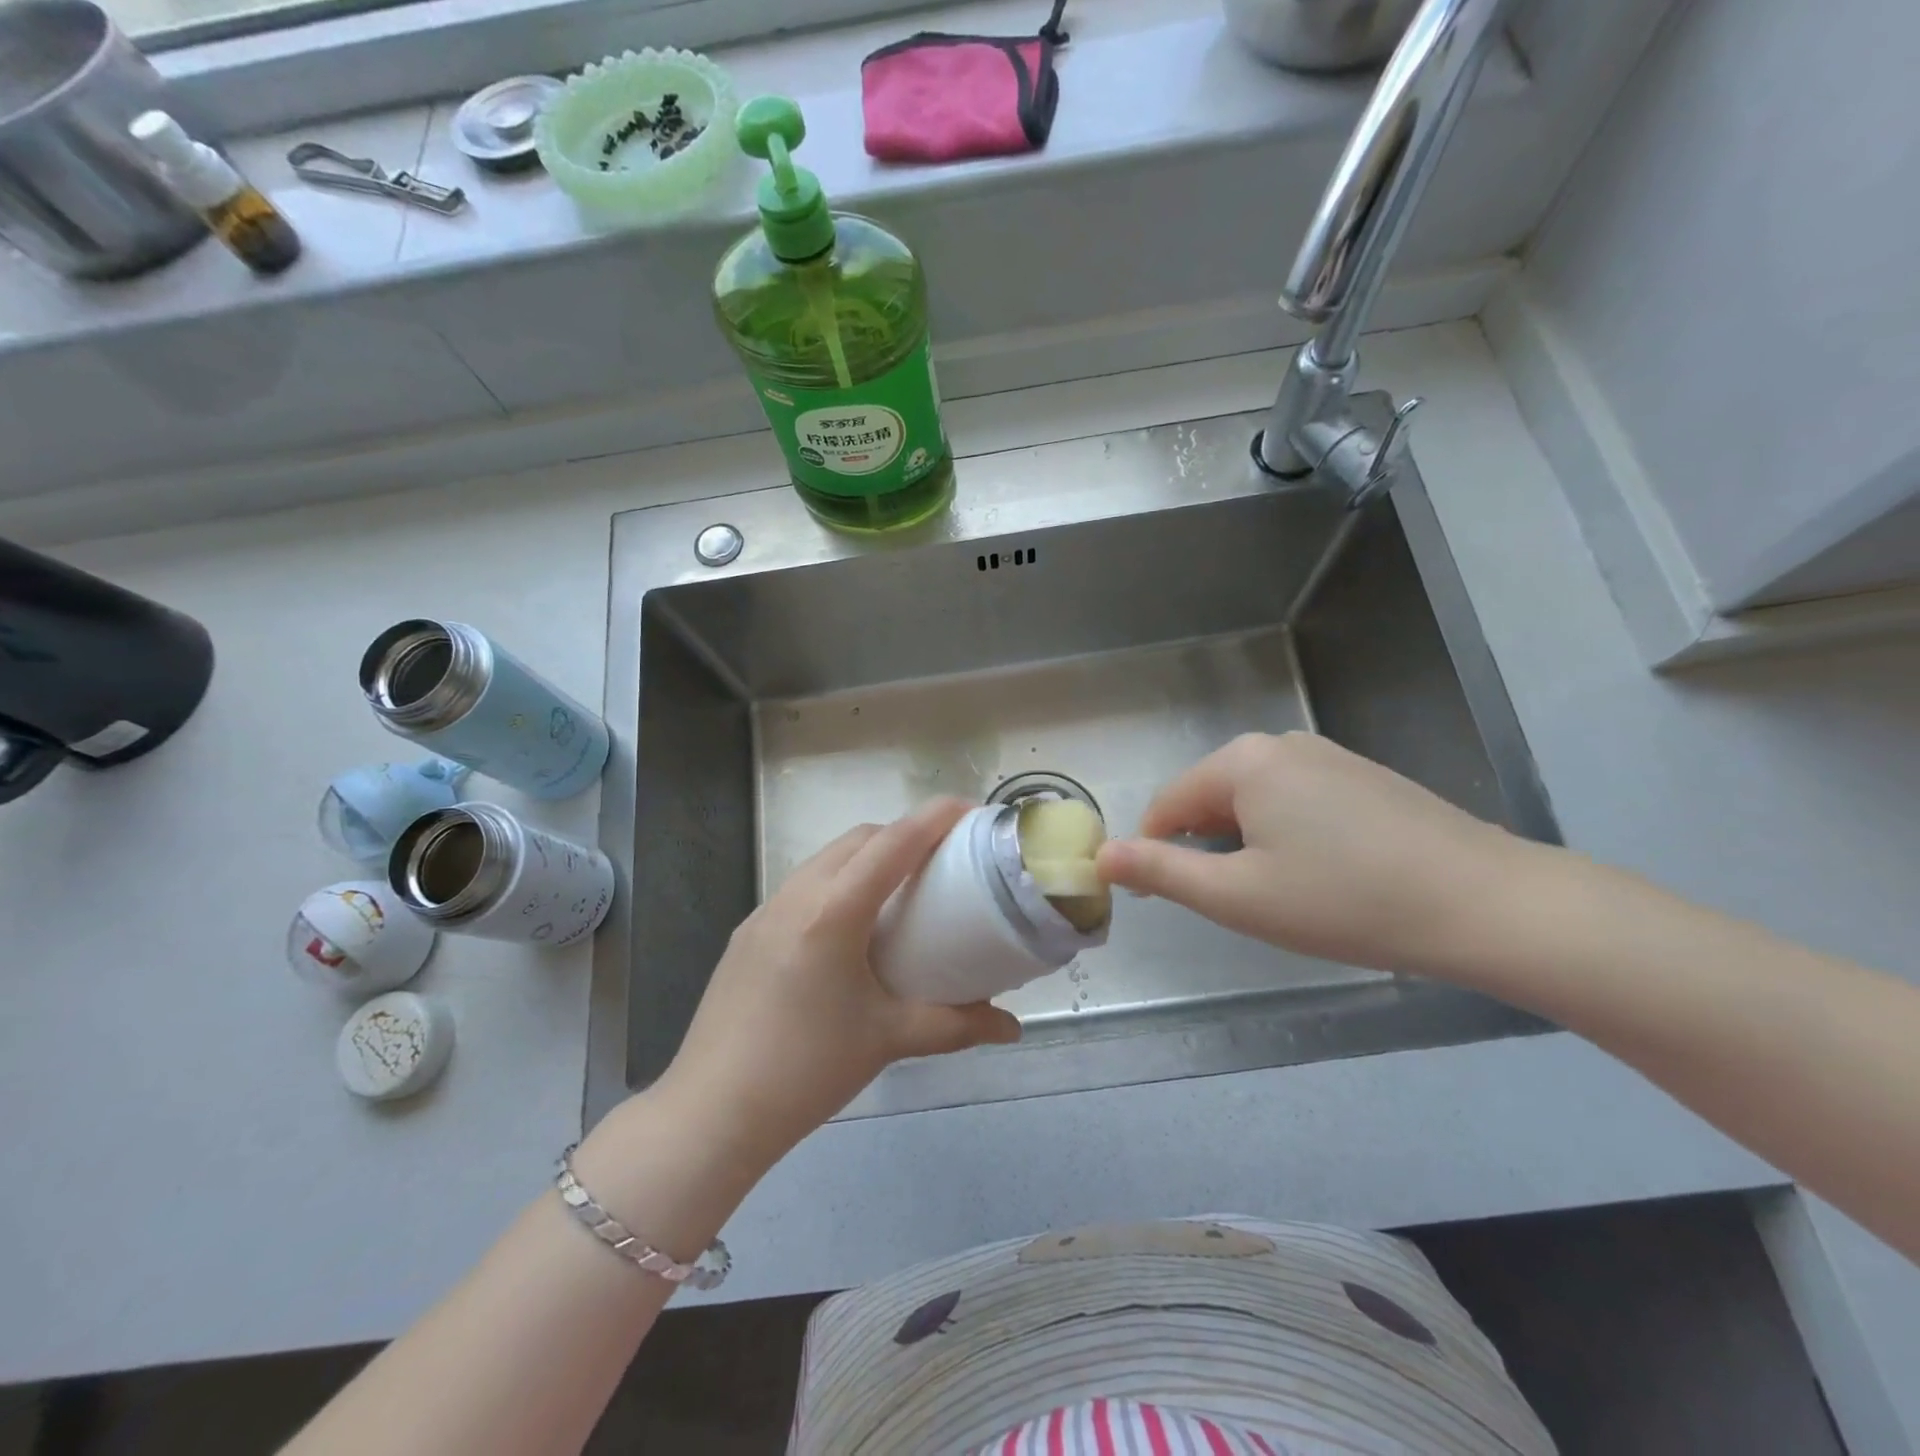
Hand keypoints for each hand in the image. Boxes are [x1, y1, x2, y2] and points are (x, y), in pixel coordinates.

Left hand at [655, 797, 1020, 1171]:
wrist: (712, 1113)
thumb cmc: (807, 1070)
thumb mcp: (888, 1040)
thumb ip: (956, 1026)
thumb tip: (1011, 1028)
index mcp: (833, 911)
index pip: (894, 843)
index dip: (935, 818)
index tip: (971, 810)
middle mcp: (796, 895)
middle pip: (859, 839)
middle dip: (904, 833)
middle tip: (943, 858)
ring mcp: (765, 911)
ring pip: (827, 858)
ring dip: (868, 856)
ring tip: (902, 888)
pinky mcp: (748, 932)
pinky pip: (803, 886)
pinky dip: (838, 881)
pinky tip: (851, 926)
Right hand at [1095, 732, 1539, 977]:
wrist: (1486, 903)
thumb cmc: (1344, 901)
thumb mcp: (1237, 896)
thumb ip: (1161, 872)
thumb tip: (1101, 855)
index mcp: (1242, 762)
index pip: (1168, 803)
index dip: (1154, 851)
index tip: (1162, 899)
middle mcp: (1280, 744)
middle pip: (1211, 798)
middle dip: (1205, 848)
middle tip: (1233, 905)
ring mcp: (1327, 755)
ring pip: (1254, 801)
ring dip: (1245, 845)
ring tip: (1278, 895)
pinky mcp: (1363, 775)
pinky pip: (1295, 800)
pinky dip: (1285, 835)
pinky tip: (1320, 875)